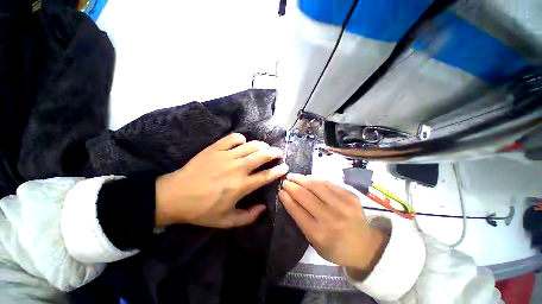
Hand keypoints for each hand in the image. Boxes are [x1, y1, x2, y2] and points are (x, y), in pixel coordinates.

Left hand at [155, 133, 288, 227]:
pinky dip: (242, 139)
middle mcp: (238, 168)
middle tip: (278, 154)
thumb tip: (264, 208)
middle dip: (275, 153)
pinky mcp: (216, 148)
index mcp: (242, 185)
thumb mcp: (226, 221)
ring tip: (265, 148)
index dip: (279, 170)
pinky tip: (242, 144)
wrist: (174, 196)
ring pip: (252, 145)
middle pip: (263, 155)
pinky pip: (234, 138)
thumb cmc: (201, 210)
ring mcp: (226, 156)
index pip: (267, 175)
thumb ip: (248, 217)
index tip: (285, 167)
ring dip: (262, 145)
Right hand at [279, 174, 387, 276]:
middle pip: (305, 195)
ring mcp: (343, 205)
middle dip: (292, 186)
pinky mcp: (350, 196)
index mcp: (319, 234)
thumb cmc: (336, 247)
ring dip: (301, 178)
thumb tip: (289, 199)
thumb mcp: (315, 243)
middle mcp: (330, 218)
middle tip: (285, 181)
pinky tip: (308, 178)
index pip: (297, 210)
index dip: (286, 198)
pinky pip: (328, 183)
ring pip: (316, 185)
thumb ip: (301, 221)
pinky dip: (315, 179)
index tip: (280, 191)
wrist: (366, 246)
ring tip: (293, 176)